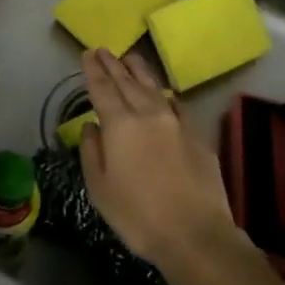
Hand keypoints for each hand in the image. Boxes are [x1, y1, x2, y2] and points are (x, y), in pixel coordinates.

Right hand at [79, 49, 244, 278]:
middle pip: (127, 82)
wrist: (195, 234)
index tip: (88, 54)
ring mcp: (176, 122)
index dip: (93, 70)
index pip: (102, 89)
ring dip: (140, 71)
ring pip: (154, 87)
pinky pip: (177, 105)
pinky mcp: (197, 134)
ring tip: (131, 58)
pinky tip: (164, 93)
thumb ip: (91, 151)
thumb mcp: (100, 189)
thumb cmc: (138, 216)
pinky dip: (165, 95)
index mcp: (120, 125)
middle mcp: (148, 114)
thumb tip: (91, 126)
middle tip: (104, 50)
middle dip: (113, 64)